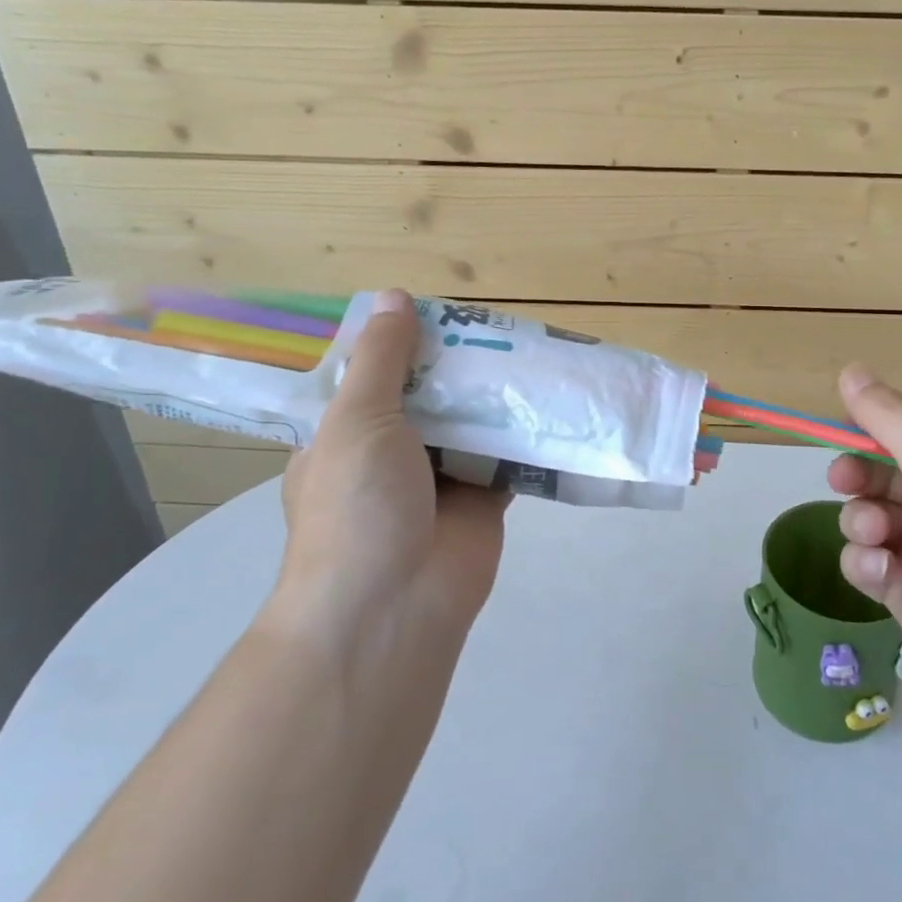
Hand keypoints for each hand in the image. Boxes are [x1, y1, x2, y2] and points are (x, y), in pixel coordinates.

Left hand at [266, 289, 509, 656]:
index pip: (376, 375)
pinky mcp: (484, 498)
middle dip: (461, 365)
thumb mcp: (356, 419)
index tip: (442, 311)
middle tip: (502, 325)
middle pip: (432, 395)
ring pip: (473, 422)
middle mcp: (393, 452)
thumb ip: (382, 360)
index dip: (406, 342)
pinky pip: (508, 455)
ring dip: (497, 395)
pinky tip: (553, 400)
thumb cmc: (357, 505)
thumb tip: (392, 296)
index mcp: (348, 433)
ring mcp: (441, 477)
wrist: (393, 605)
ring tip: (534, 349)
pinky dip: (527, 434)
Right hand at [828, 365, 901, 717]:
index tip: (841, 431)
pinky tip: (884, 574)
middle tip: (845, 482)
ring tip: (880, 539)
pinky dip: (867, 564)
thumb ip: (888, 414)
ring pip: (864, 516)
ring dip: (861, 522)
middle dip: (856, 476)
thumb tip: (851, 369)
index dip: (869, 428)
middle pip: (877, 471)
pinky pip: (865, 561)